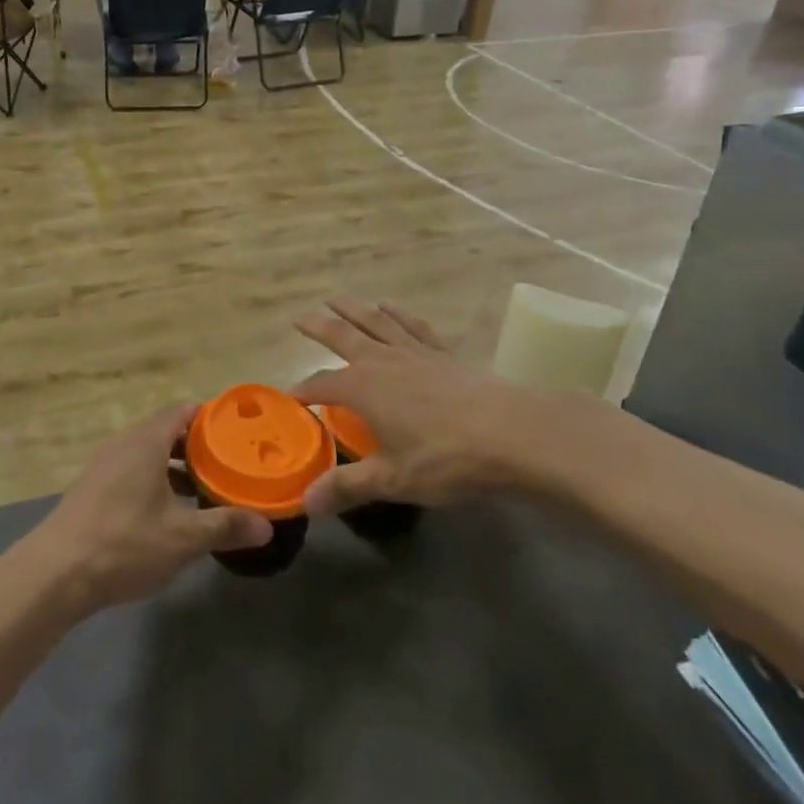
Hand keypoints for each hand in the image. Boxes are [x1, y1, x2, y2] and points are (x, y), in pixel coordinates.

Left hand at [8, 405, 272, 618]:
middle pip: (166, 432)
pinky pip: (132, 473)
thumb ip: (225, 526)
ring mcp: (104, 467)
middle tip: (229, 466)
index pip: (183, 411)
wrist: (54, 573)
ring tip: (205, 492)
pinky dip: (155, 483)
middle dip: (198, 447)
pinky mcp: (92, 490)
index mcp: (146, 442)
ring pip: (149, 455)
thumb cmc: (124, 544)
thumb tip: (266, 526)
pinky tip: (168, 515)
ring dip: (176, 469)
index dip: (212, 418)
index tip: (238, 434)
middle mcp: (124, 444)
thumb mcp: (182, 538)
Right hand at [292, 297, 599, 516]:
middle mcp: (383, 361)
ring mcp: (415, 352)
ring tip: (337, 299)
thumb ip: (348, 487)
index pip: (322, 384)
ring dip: (353, 309)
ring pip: (376, 322)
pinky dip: (399, 314)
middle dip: (319, 327)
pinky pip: (414, 326)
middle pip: (343, 336)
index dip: (303, 390)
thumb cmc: (447, 458)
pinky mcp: (445, 353)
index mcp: (363, 387)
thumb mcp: (393, 479)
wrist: (515, 433)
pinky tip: (391, 307)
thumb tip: (305, 503)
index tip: (289, 397)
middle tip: (300, 317)